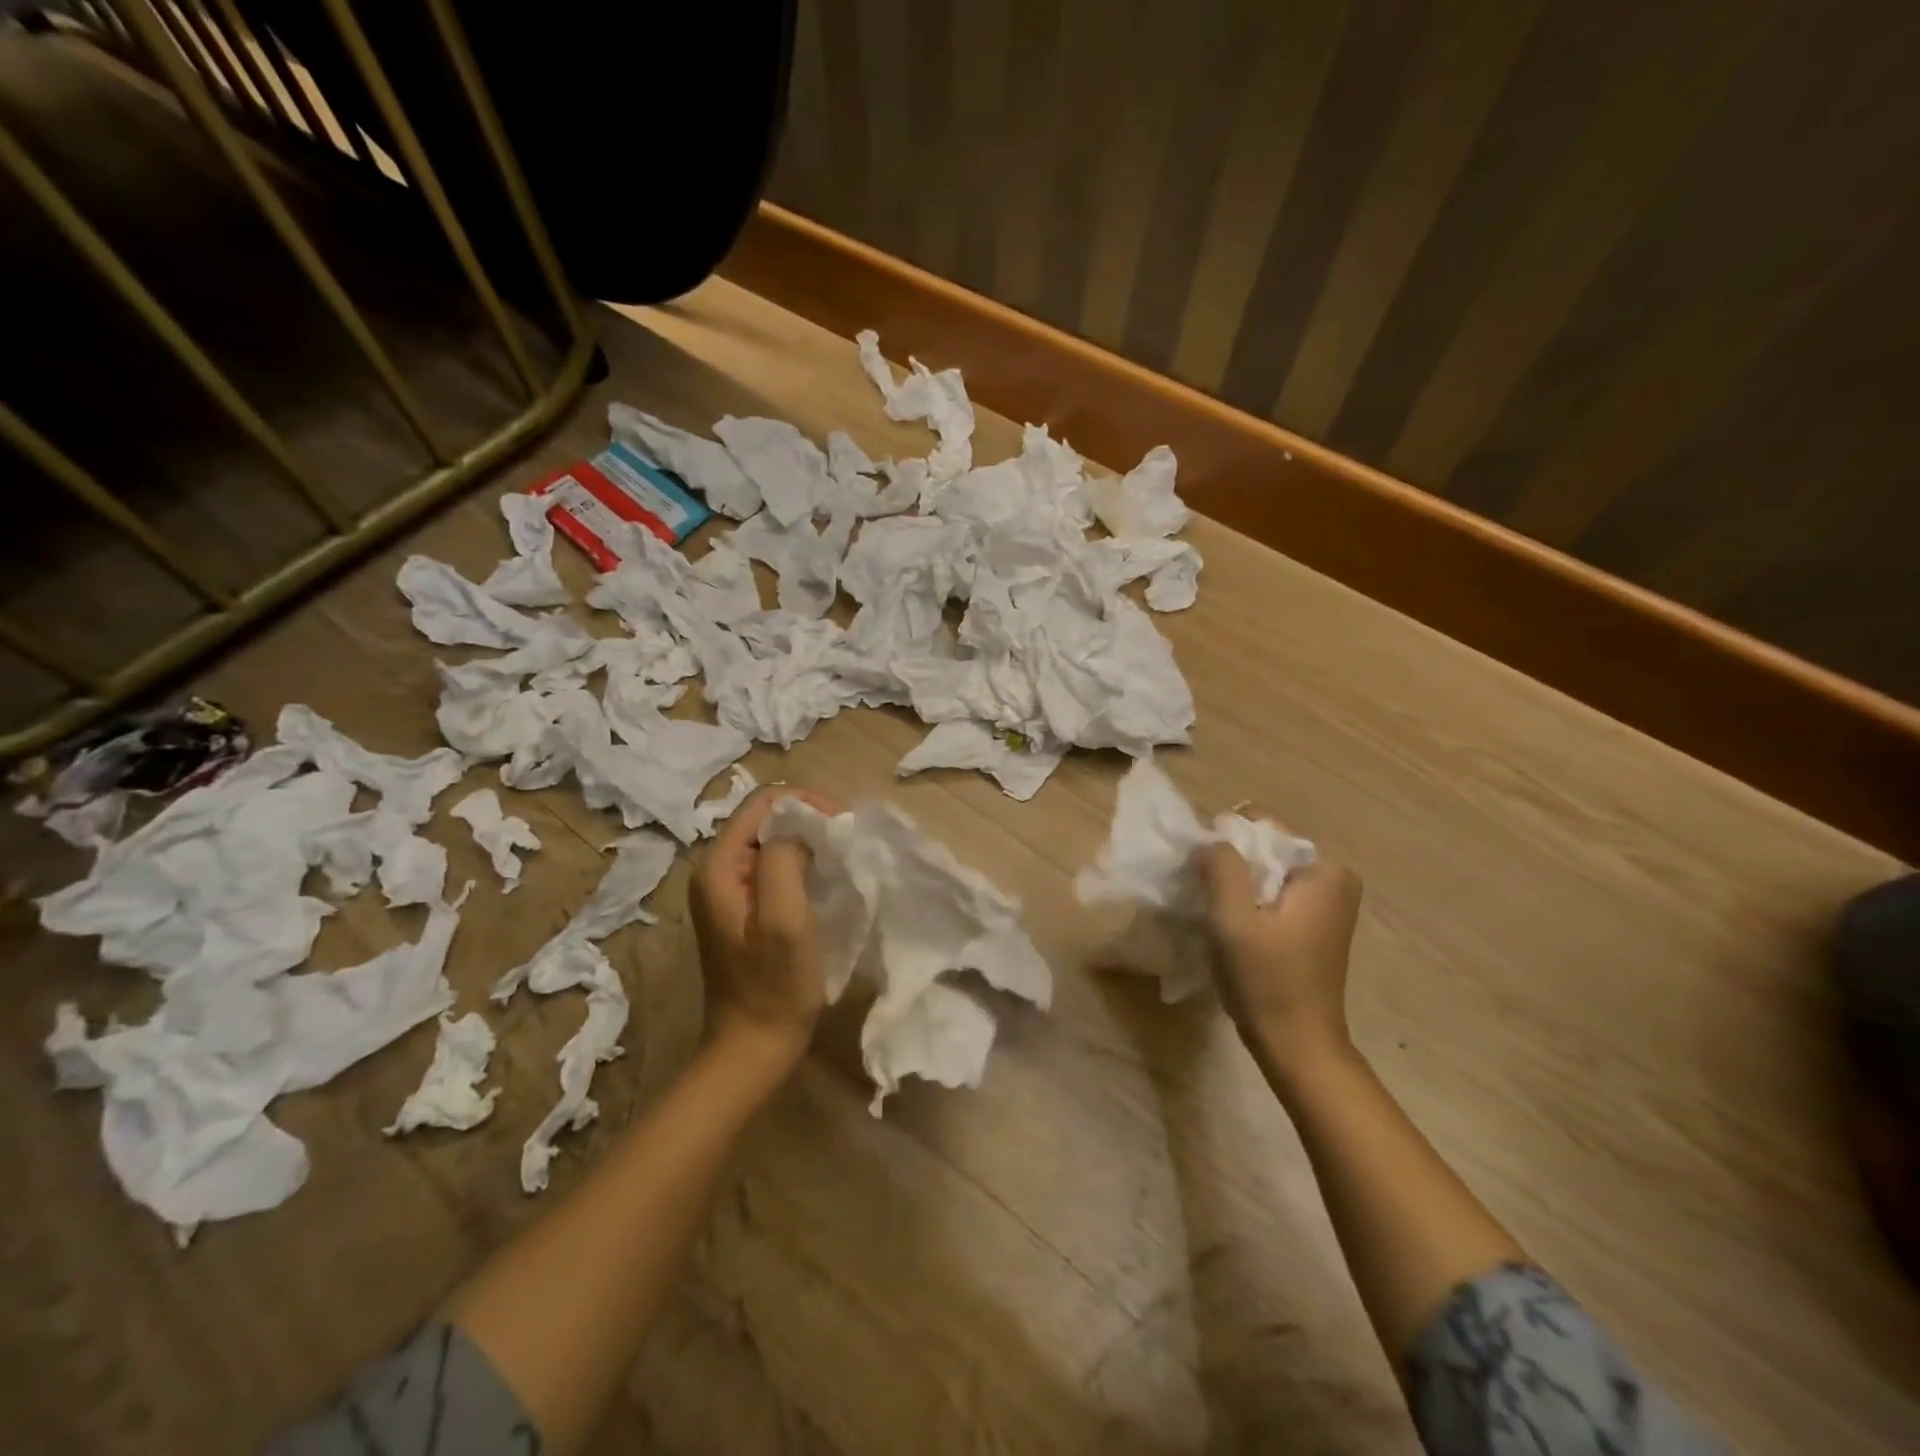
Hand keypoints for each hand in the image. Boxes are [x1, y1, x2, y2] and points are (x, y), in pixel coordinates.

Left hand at [689, 785, 840, 1068]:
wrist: (752, 1048)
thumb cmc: (773, 986)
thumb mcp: (784, 919)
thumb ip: (784, 860)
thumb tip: (798, 829)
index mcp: (718, 867)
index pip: (762, 803)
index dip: (805, 804)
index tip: (842, 825)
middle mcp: (715, 871)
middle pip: (765, 820)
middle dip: (809, 821)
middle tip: (847, 842)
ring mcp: (727, 892)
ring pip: (772, 843)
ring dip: (808, 844)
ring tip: (841, 859)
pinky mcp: (741, 910)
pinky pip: (772, 869)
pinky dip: (801, 865)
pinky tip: (823, 882)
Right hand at [1201, 843, 1363, 1074]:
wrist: (1297, 1046)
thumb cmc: (1267, 980)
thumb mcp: (1233, 918)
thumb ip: (1221, 866)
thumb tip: (1211, 839)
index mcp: (1324, 869)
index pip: (1262, 824)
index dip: (1225, 841)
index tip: (1202, 874)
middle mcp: (1333, 877)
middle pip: (1264, 847)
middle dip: (1230, 864)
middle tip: (1205, 895)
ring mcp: (1326, 902)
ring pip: (1264, 872)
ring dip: (1235, 885)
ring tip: (1215, 914)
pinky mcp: (1314, 924)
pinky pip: (1272, 893)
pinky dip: (1247, 902)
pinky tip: (1230, 928)